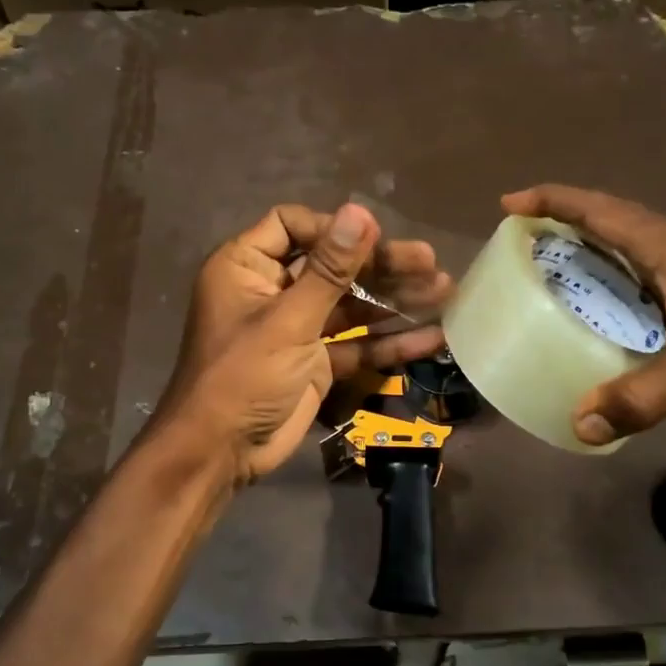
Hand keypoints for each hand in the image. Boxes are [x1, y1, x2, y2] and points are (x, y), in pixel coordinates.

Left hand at [157, 202, 450, 484]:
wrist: (221, 452)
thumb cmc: (242, 376)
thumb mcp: (288, 320)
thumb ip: (329, 269)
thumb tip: (360, 212)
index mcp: (248, 267)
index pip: (293, 225)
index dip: (335, 229)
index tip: (376, 236)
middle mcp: (273, 290)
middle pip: (333, 266)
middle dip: (381, 266)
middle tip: (429, 263)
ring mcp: (298, 327)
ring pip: (351, 305)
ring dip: (395, 301)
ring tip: (444, 292)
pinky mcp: (316, 361)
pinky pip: (356, 344)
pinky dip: (389, 342)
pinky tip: (432, 337)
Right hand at [501, 184, 665, 446]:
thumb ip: (646, 394)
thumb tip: (581, 424)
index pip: (598, 210)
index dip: (551, 201)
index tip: (509, 205)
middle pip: (612, 228)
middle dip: (565, 232)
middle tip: (526, 253)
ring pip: (637, 258)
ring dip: (598, 263)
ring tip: (561, 289)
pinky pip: (658, 287)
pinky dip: (628, 296)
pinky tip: (622, 329)